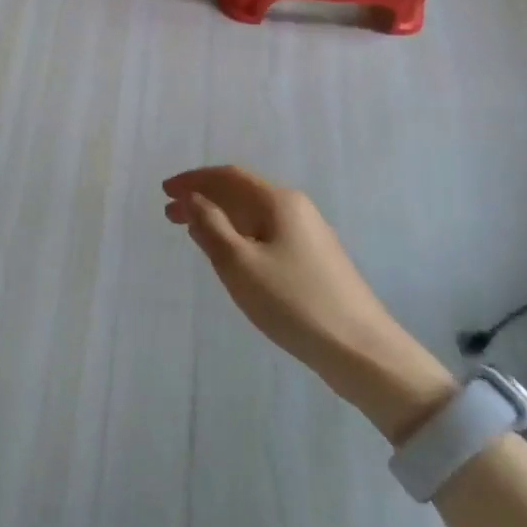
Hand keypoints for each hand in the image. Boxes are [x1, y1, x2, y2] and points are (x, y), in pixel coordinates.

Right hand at [163, 165, 393, 367]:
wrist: (361, 350)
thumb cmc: (293, 301)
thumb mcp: (239, 263)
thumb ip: (210, 226)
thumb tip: (192, 199)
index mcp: (278, 201)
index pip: (227, 176)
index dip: (193, 180)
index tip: (164, 191)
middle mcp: (295, 208)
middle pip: (241, 192)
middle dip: (203, 198)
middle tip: (169, 213)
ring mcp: (308, 234)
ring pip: (253, 214)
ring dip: (219, 218)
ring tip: (192, 232)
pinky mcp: (314, 260)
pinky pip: (265, 233)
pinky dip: (238, 234)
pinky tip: (229, 254)